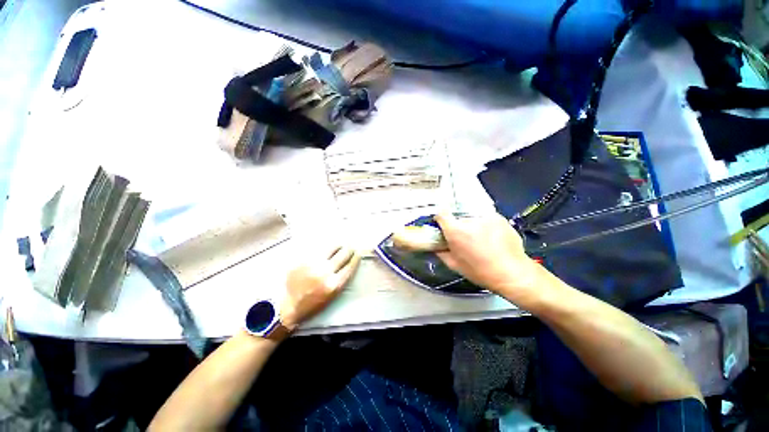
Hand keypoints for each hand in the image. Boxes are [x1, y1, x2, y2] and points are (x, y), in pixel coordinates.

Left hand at [280, 246, 360, 330]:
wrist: (288, 306)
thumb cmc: (312, 304)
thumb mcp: (332, 296)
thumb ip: (340, 279)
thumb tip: (347, 264)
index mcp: (334, 284)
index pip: (350, 266)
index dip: (356, 258)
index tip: (358, 253)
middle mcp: (325, 273)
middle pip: (343, 255)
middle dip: (349, 249)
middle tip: (350, 246)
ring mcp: (313, 265)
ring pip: (331, 249)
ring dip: (338, 245)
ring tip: (340, 244)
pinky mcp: (303, 261)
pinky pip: (317, 250)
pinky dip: (324, 248)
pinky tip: (326, 246)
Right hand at [434, 213, 541, 295]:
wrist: (512, 272)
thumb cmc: (480, 271)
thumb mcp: (454, 265)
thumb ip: (440, 252)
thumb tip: (434, 245)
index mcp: (456, 231)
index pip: (441, 213)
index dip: (440, 218)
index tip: (442, 224)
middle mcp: (469, 220)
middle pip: (457, 216)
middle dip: (457, 224)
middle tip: (463, 237)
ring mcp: (486, 216)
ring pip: (472, 216)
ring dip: (471, 224)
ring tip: (479, 238)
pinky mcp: (499, 217)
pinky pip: (485, 218)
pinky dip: (485, 225)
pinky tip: (491, 237)